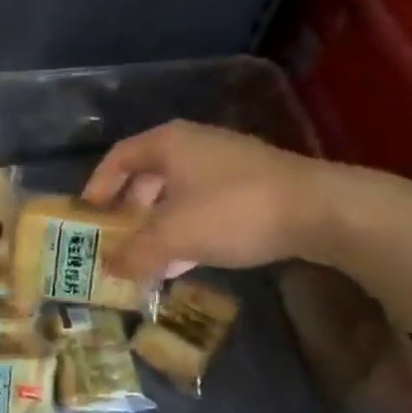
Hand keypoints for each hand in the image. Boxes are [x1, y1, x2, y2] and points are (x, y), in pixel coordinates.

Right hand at [83, 121, 333, 277]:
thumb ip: (135, 253)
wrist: (322, 210)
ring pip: (177, 194)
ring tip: (146, 258)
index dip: (98, 186)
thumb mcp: (173, 237)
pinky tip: (185, 260)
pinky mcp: (252, 186)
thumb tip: (109, 268)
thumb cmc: (233, 211)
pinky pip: (204, 205)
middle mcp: (195, 146)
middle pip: (147, 176)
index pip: (119, 157)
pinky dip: (186, 229)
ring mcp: (227, 164)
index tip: (89, 216)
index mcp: (169, 144)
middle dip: (128, 211)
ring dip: (157, 225)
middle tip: (117, 239)